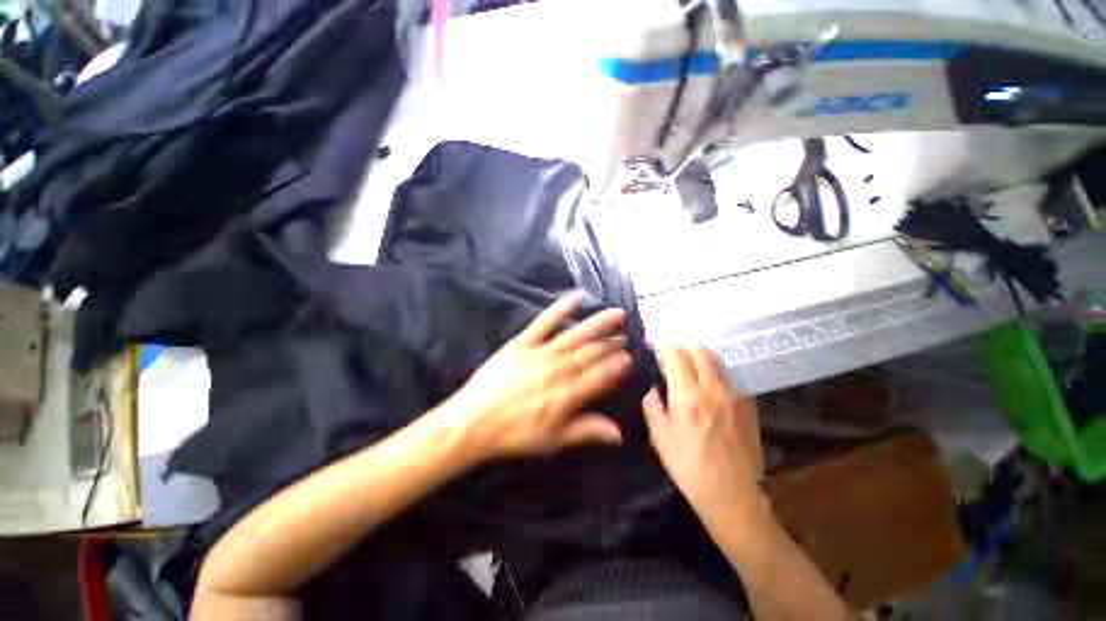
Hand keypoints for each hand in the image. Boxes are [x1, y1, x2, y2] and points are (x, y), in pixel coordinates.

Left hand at [445, 293, 632, 460]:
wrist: (474, 422)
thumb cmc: (515, 434)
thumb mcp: (554, 441)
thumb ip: (587, 431)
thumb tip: (620, 433)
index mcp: (569, 395)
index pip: (602, 375)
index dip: (618, 366)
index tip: (630, 357)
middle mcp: (560, 369)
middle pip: (592, 352)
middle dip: (612, 343)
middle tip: (626, 335)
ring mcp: (541, 352)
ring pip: (576, 334)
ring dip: (598, 324)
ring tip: (616, 315)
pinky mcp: (523, 342)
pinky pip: (544, 322)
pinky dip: (561, 308)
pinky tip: (576, 298)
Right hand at [643, 346, 763, 520]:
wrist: (732, 495)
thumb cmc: (689, 467)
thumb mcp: (659, 437)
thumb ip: (652, 405)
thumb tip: (653, 387)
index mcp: (687, 395)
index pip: (676, 353)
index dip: (662, 344)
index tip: (653, 344)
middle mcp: (713, 388)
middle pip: (700, 349)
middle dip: (684, 348)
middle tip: (673, 358)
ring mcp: (735, 395)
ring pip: (717, 361)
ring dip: (701, 360)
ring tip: (692, 372)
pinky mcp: (749, 405)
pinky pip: (730, 378)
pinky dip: (716, 375)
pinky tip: (711, 392)